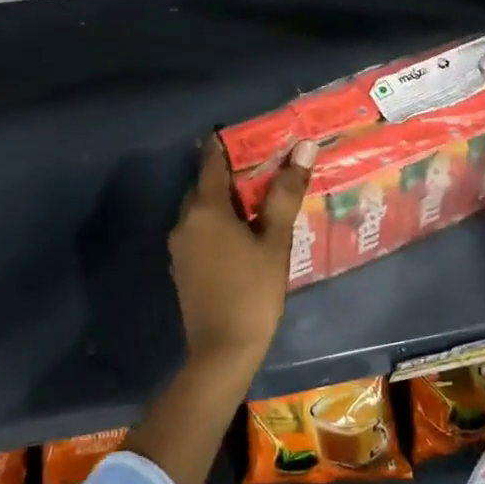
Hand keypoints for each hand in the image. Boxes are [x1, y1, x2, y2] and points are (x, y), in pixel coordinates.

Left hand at [169, 136, 315, 371]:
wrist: (222, 350)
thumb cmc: (253, 290)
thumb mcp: (275, 240)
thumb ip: (286, 193)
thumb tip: (304, 148)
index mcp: (206, 209)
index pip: (212, 161)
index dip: (227, 143)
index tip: (248, 134)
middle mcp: (185, 221)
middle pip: (206, 186)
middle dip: (231, 174)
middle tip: (265, 169)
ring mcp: (180, 247)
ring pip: (202, 211)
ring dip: (226, 202)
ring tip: (259, 202)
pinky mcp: (183, 268)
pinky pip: (200, 232)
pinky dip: (219, 225)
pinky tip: (242, 235)